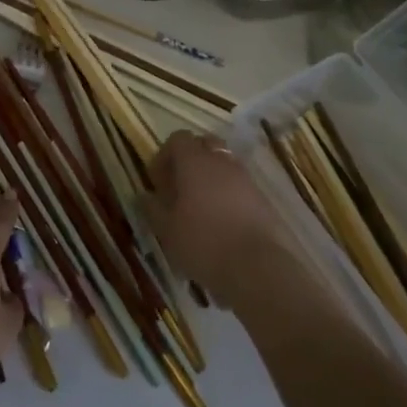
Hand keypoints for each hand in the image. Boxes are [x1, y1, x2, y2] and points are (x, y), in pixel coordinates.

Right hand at [145, 130, 295, 304]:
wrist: (258, 268)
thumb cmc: (203, 242)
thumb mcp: (167, 230)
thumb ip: (153, 208)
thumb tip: (144, 196)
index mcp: (194, 162)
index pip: (178, 139)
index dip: (165, 156)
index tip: (157, 182)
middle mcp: (221, 162)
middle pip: (204, 145)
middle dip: (190, 161)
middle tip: (179, 189)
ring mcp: (245, 179)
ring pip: (223, 166)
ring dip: (210, 179)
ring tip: (200, 210)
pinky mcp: (262, 199)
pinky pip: (239, 186)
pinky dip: (227, 195)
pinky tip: (221, 224)